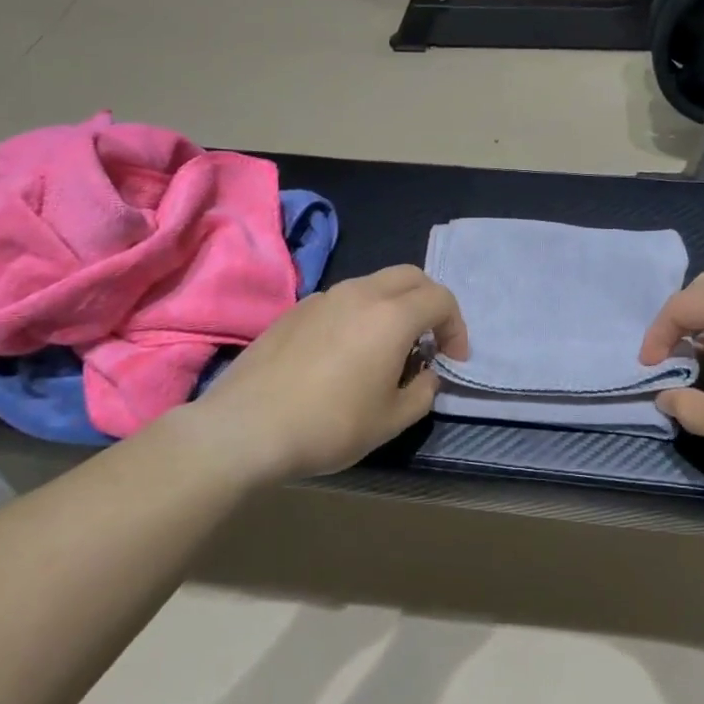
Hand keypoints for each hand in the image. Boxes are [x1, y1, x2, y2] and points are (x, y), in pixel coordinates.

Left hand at [179, 266, 468, 484]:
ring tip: (388, 349)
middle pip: (409, 276)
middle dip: (429, 303)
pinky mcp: (295, 311)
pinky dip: (360, 314)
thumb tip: (425, 374)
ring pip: (373, 284)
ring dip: (394, 306)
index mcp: (391, 316)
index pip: (440, 299)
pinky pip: (342, 300)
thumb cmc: (329, 426)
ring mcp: (322, 298)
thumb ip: (423, 391)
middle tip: (429, 341)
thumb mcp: (391, 421)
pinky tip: (346, 354)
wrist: (247, 428)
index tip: (452, 360)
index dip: (456, 327)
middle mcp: (359, 294)